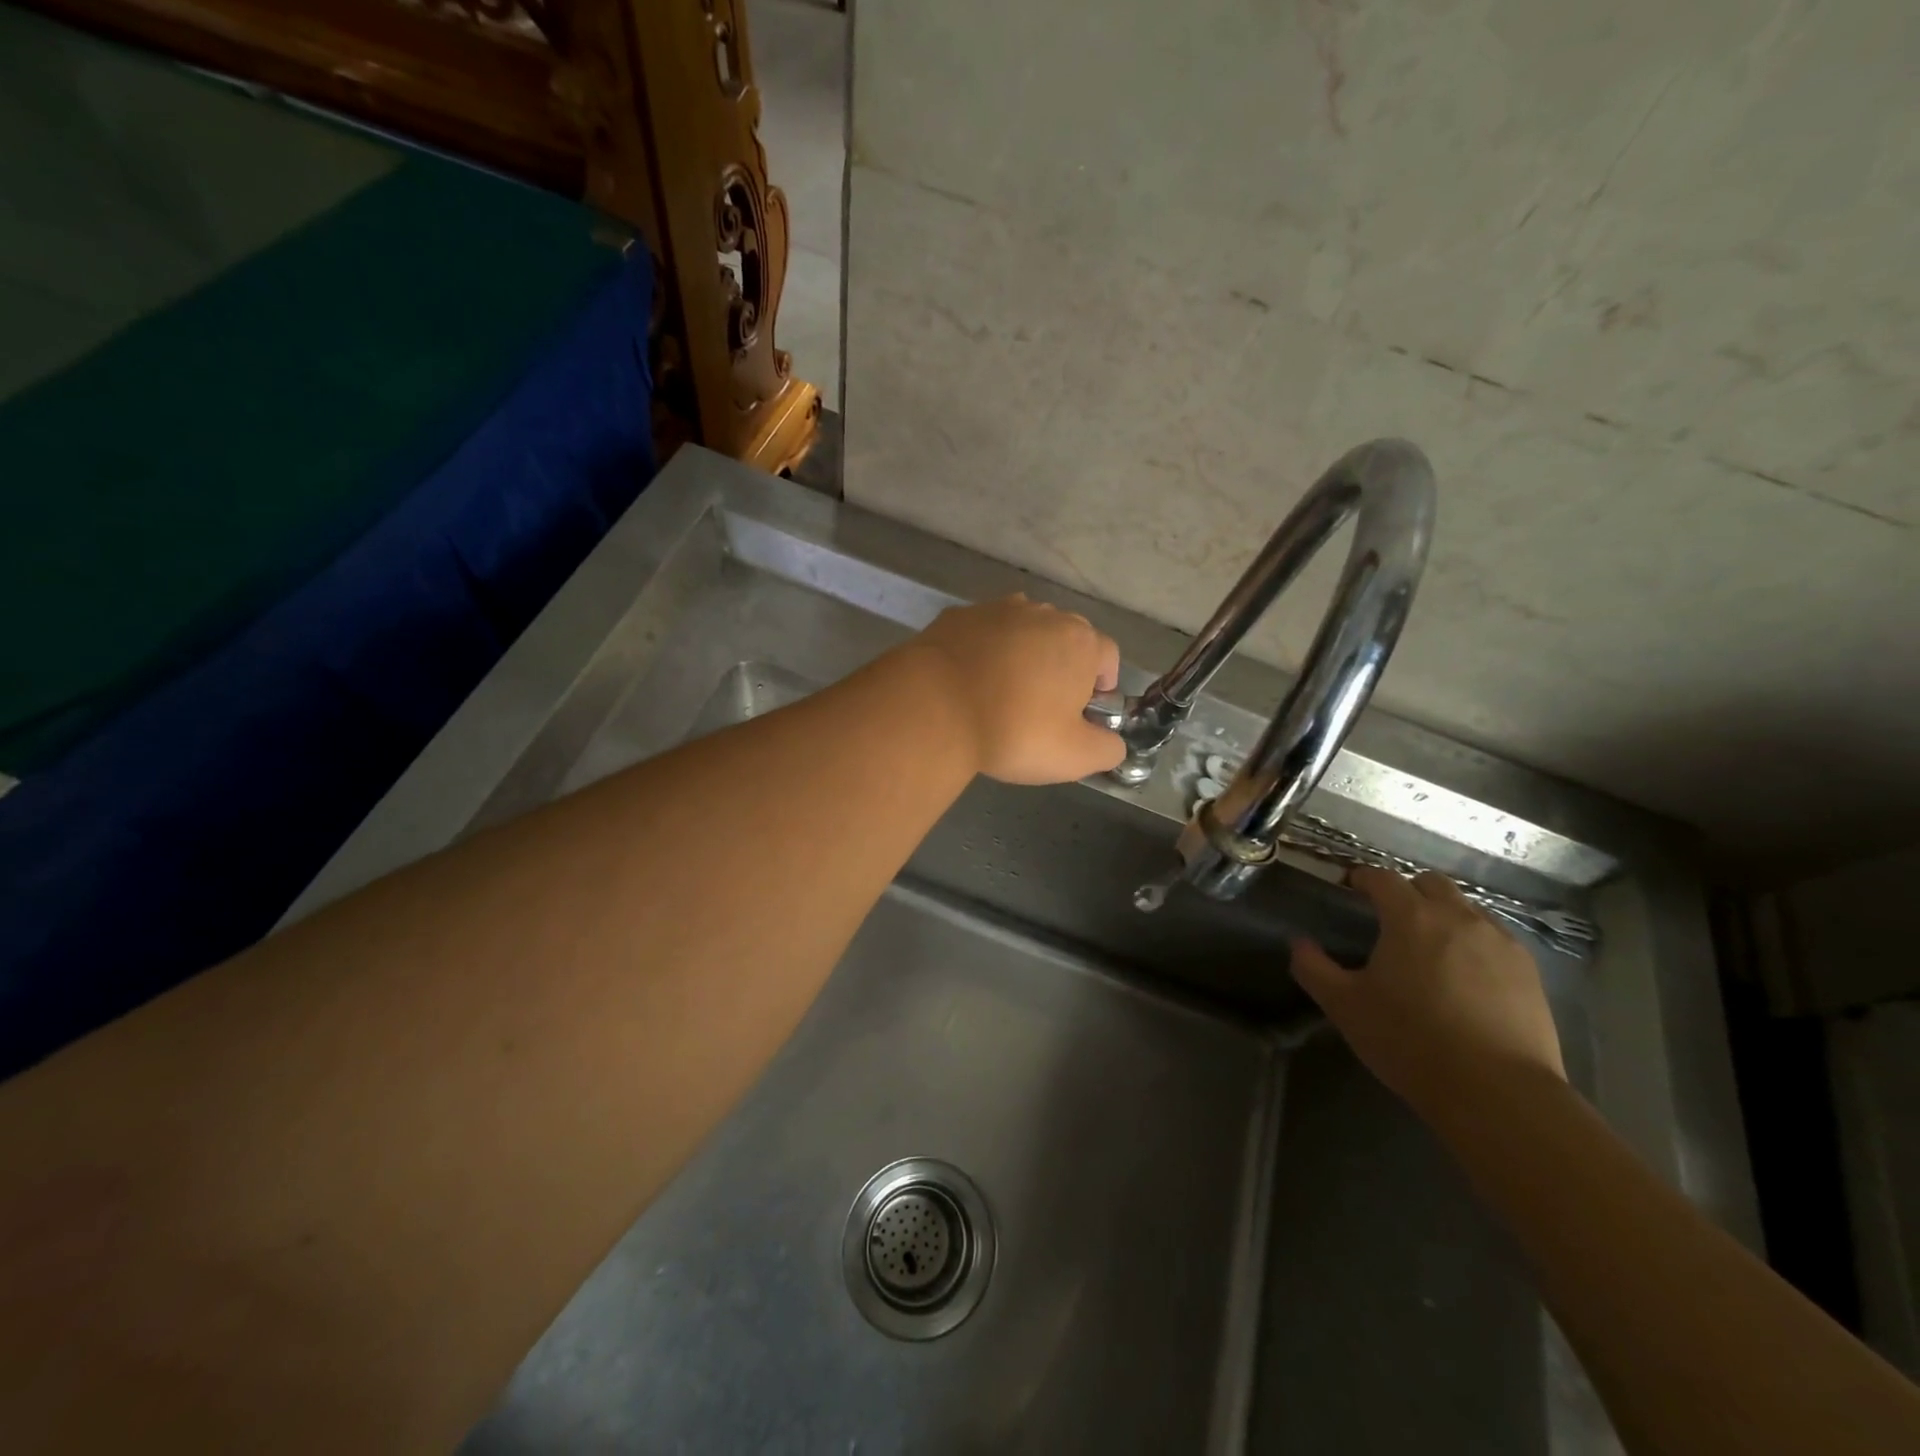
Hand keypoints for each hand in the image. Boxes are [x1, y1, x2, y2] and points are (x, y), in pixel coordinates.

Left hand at [908, 594, 1124, 784]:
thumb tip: (1112, 743)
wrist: (933, 707)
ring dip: (1021, 655)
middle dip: (1061, 666)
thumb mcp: (1074, 757)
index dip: (1101, 683)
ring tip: (1002, 692)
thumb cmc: (1014, 731)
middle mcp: (1044, 614)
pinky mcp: (957, 615)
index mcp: (1080, 641)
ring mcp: (997, 609)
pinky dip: (982, 651)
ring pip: (1022, 631)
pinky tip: (968, 682)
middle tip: (1043, 706)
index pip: (1107, 655)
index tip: (1083, 711)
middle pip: (1065, 637)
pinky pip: (981, 633)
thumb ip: (1107, 749)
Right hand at [1289, 867, 1565, 1114]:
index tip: (1350, 889)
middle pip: (1430, 884)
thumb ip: (1314, 968)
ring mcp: (1500, 942)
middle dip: (1407, 891)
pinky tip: (1466, 975)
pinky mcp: (1529, 972)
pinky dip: (1475, 942)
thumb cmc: (1410, 1041)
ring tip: (1430, 948)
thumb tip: (1299, 944)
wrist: (1497, 1093)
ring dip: (1444, 915)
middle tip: (1390, 919)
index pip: (1382, 878)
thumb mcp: (1345, 1006)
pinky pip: (1496, 939)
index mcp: (1411, 917)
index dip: (1362, 878)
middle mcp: (1458, 917)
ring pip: (1468, 909)